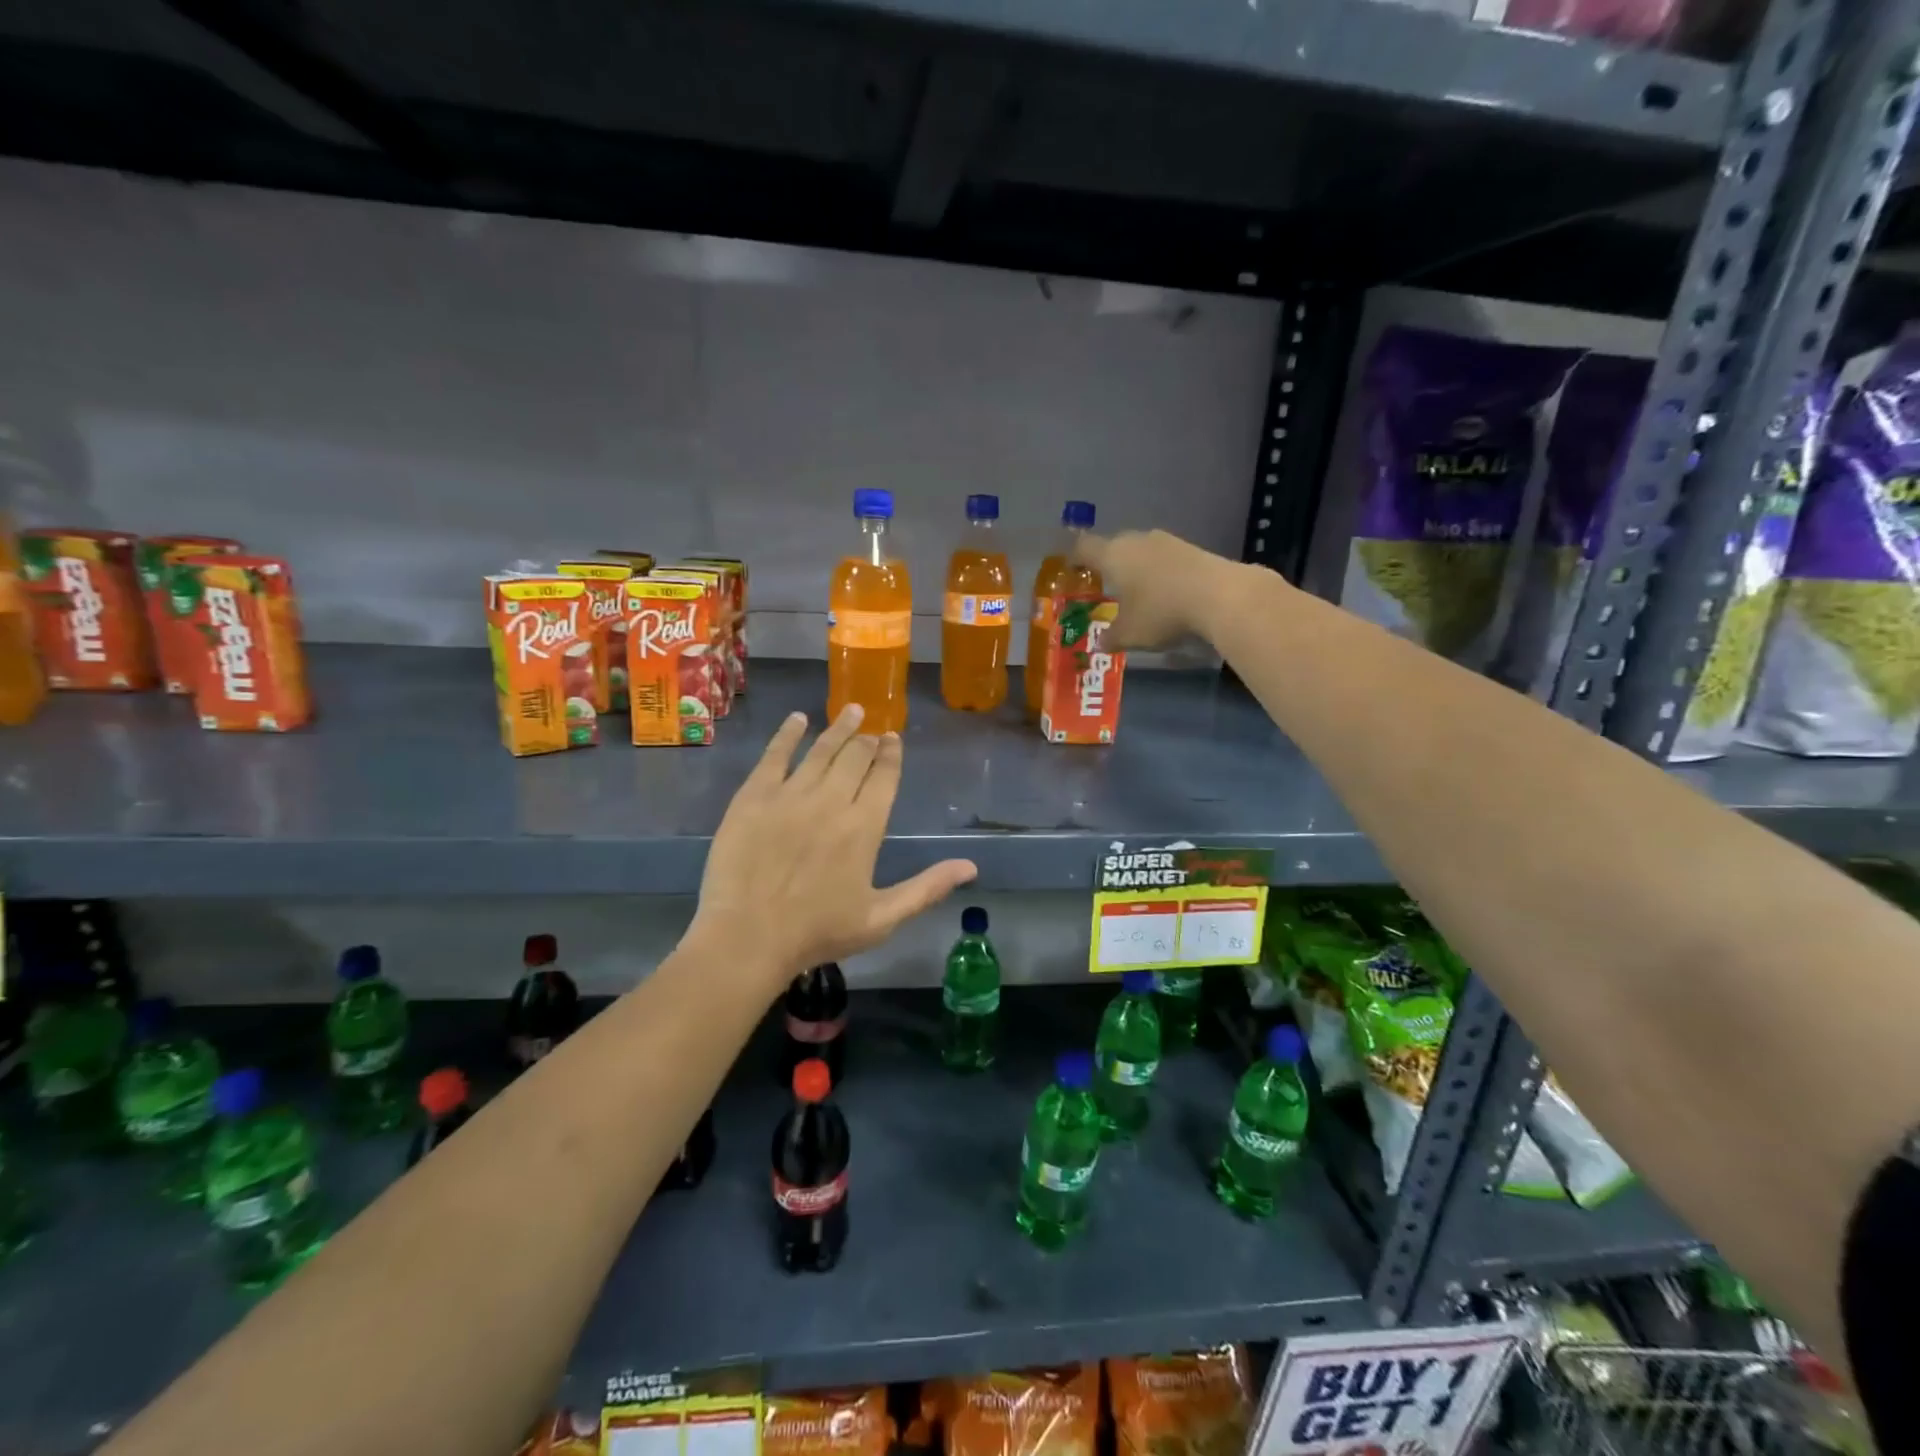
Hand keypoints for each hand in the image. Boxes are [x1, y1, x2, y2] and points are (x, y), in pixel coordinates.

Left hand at [689, 705, 977, 988]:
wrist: (747, 938)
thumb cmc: (817, 932)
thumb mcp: (881, 919)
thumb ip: (926, 888)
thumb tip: (970, 867)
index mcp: (864, 827)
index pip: (884, 777)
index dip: (891, 755)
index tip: (893, 738)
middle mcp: (831, 800)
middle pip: (855, 758)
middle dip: (867, 740)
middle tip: (872, 727)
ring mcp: (790, 795)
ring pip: (821, 750)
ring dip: (839, 728)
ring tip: (851, 711)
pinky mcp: (754, 797)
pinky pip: (775, 755)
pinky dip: (788, 734)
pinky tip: (798, 720)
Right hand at [1072, 529, 1240, 650]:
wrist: (1220, 596)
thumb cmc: (1160, 612)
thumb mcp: (1129, 634)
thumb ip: (1111, 637)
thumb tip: (1101, 643)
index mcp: (1113, 555)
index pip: (1083, 548)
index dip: (1074, 558)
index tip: (1072, 570)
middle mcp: (1136, 541)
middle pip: (1113, 546)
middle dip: (1107, 565)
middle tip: (1105, 586)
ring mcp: (1167, 542)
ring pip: (1141, 551)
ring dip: (1136, 568)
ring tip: (1136, 592)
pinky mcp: (1191, 549)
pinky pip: (1164, 559)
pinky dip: (1159, 573)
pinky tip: (1164, 593)